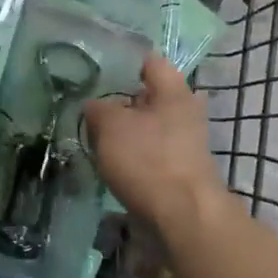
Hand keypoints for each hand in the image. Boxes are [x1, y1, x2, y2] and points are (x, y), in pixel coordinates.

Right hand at [84, 52, 227, 234]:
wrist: (182, 216)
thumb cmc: (147, 159)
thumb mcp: (110, 126)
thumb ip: (98, 109)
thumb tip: (95, 106)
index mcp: (174, 91)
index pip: (150, 62)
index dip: (124, 64)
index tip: (98, 73)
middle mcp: (185, 111)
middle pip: (148, 97)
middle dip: (120, 104)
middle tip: (91, 110)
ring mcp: (186, 143)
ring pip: (148, 127)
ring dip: (125, 133)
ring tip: (96, 140)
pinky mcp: (180, 169)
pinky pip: (151, 152)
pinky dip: (133, 155)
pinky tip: (112, 164)